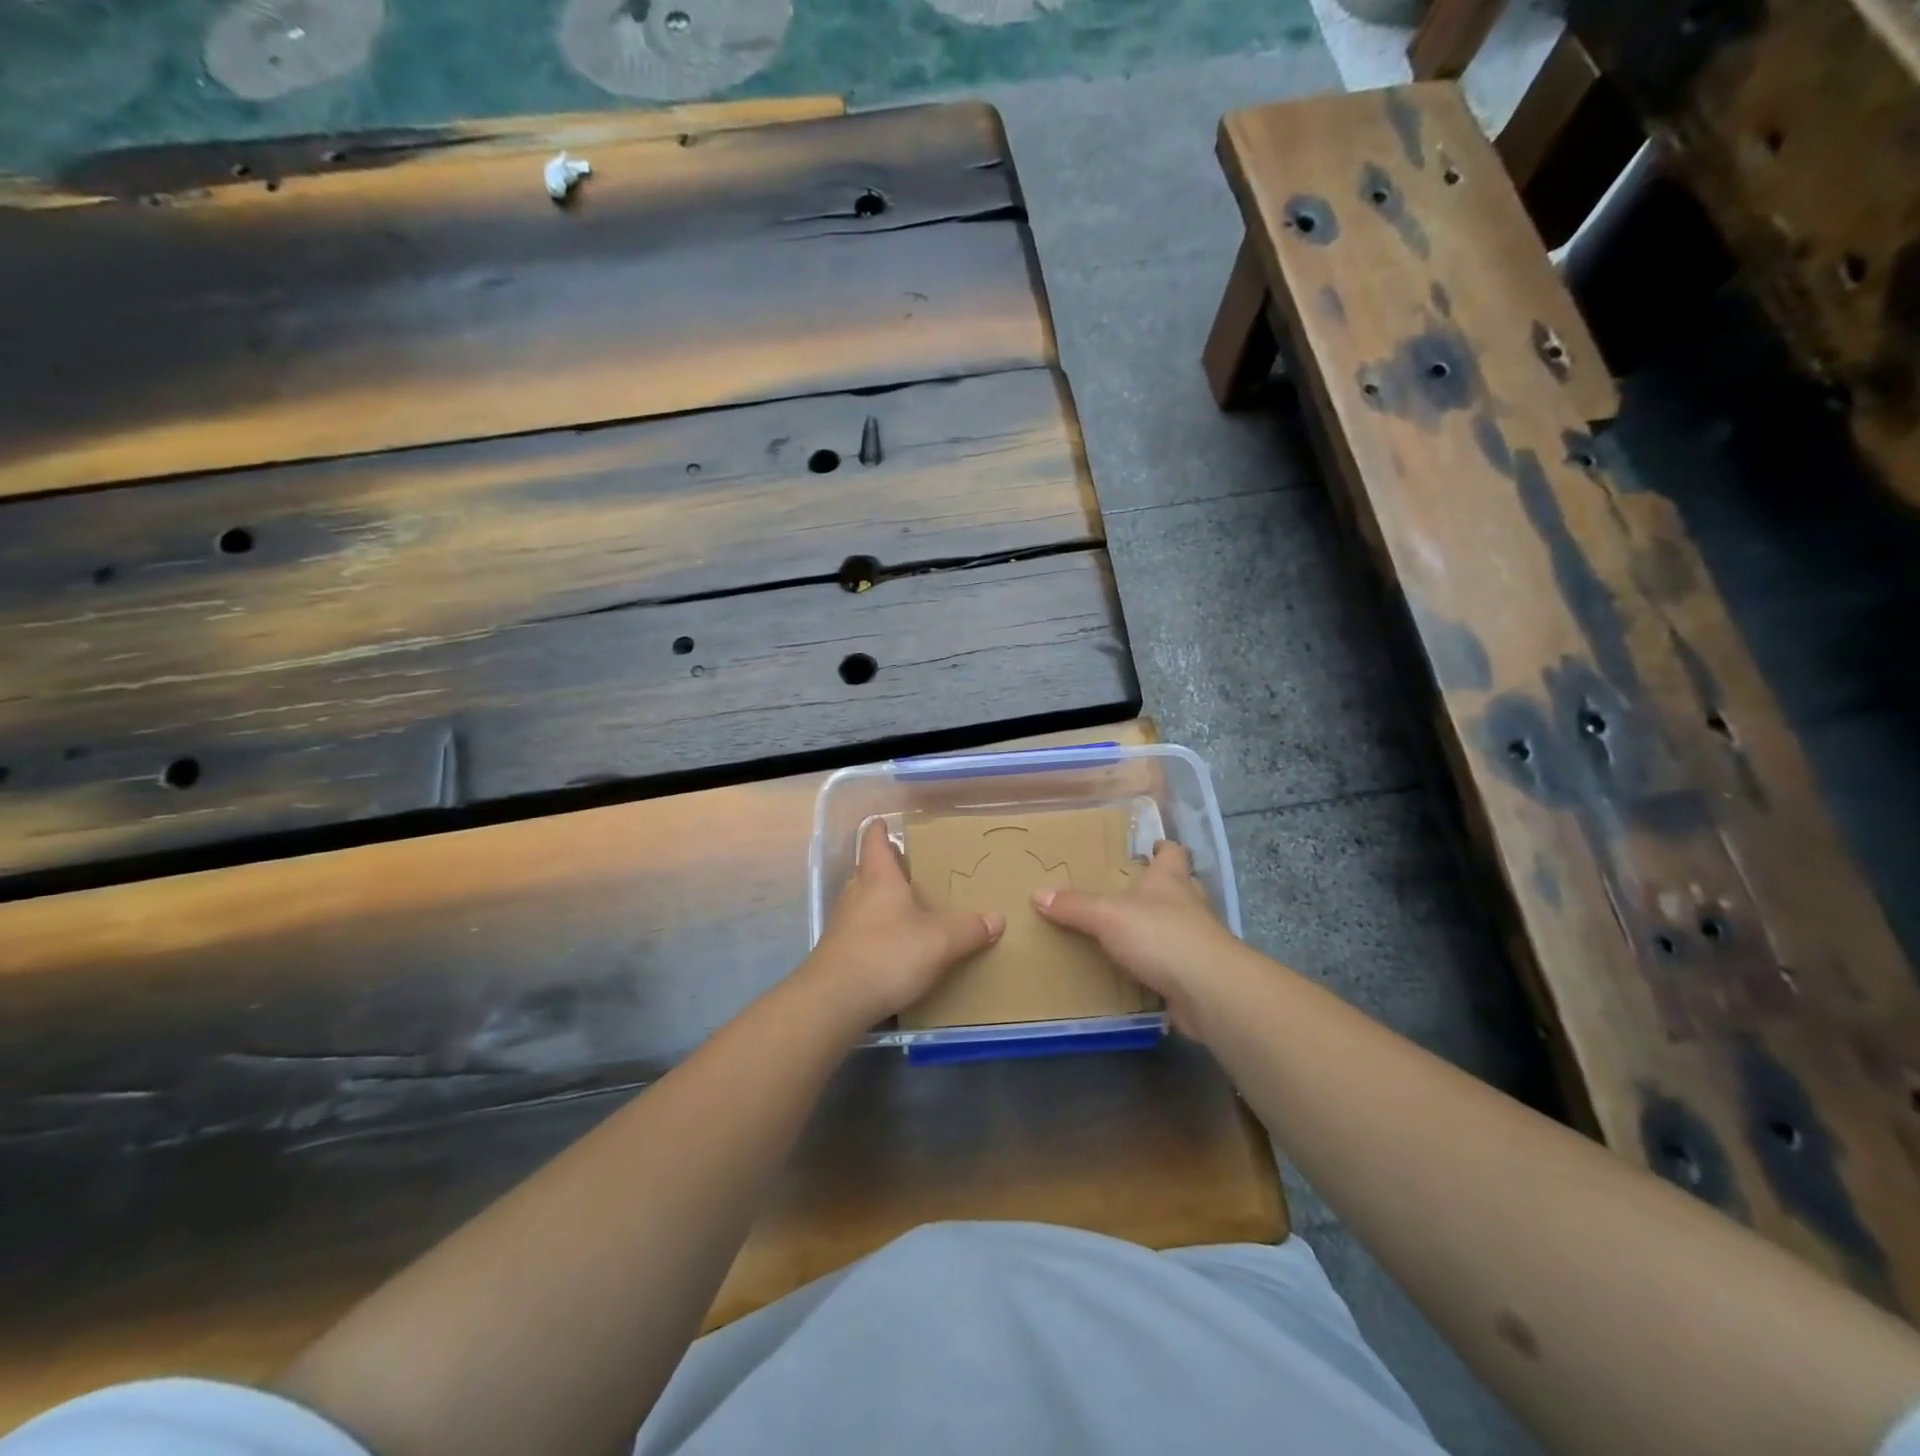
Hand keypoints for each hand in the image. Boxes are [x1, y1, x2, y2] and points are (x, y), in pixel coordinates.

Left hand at [800, 818, 1003, 1027]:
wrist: (834, 1001)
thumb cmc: (888, 955)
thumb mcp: (940, 943)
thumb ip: (969, 929)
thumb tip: (997, 918)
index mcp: (878, 877)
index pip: (874, 840)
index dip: (880, 829)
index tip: (886, 822)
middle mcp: (856, 893)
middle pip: (869, 871)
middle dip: (889, 869)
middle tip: (915, 872)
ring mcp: (842, 924)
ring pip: (864, 902)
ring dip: (882, 903)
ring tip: (910, 911)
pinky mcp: (838, 952)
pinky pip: (861, 931)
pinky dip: (877, 932)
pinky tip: (895, 949)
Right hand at [1033, 840, 1246, 1039]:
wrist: (1208, 990)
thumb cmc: (1160, 936)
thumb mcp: (1107, 915)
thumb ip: (1075, 906)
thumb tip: (1037, 893)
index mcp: (1171, 881)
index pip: (1172, 853)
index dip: (1163, 848)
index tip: (1151, 846)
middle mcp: (1190, 905)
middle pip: (1181, 887)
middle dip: (1162, 888)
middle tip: (1133, 892)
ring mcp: (1199, 942)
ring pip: (1181, 926)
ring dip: (1162, 929)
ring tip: (1132, 933)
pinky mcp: (1199, 975)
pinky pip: (1177, 964)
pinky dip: (1162, 966)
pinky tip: (1142, 973)